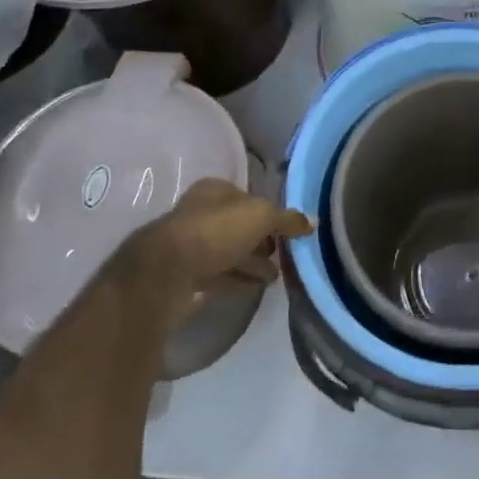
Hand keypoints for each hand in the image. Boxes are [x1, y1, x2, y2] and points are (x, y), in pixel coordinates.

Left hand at [107, 178, 312, 326]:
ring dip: (251, 263)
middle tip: (283, 256)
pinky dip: (236, 279)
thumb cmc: (216, 231)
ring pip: (228, 252)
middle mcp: (200, 213)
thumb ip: (287, 219)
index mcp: (214, 190)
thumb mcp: (261, 217)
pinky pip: (218, 275)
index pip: (248, 197)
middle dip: (260, 240)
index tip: (287, 231)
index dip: (269, 212)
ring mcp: (189, 246)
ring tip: (275, 278)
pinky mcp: (184, 276)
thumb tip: (312, 222)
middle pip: (237, 225)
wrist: (166, 274)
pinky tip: (253, 287)